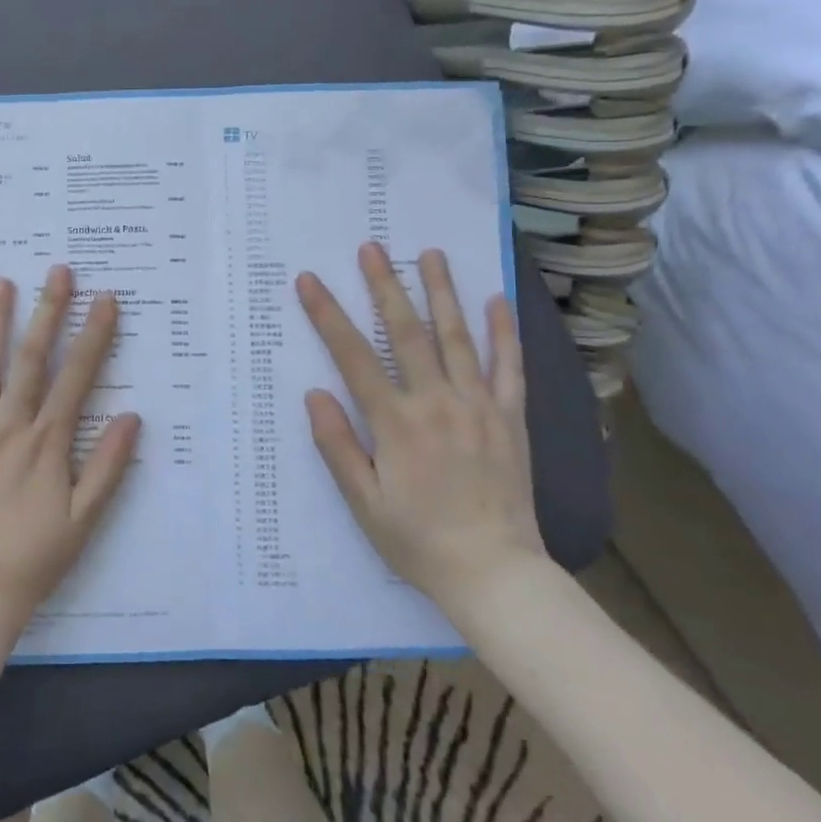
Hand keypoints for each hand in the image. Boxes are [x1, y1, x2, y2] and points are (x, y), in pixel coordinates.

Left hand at [0, 266, 141, 662]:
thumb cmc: (32, 557)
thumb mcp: (84, 519)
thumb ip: (107, 466)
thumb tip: (133, 417)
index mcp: (46, 443)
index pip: (76, 377)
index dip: (92, 336)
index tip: (105, 300)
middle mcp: (9, 427)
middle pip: (31, 359)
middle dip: (48, 312)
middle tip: (58, 271)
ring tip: (3, 282)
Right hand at [296, 244, 545, 616]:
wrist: (495, 574)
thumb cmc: (417, 540)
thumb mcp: (363, 501)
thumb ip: (337, 445)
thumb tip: (315, 394)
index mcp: (397, 423)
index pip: (354, 356)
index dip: (328, 315)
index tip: (309, 281)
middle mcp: (438, 403)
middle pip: (408, 333)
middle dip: (386, 286)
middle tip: (372, 248)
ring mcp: (479, 407)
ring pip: (458, 337)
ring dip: (442, 292)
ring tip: (430, 254)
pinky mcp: (511, 419)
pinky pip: (509, 367)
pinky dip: (504, 332)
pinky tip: (497, 300)